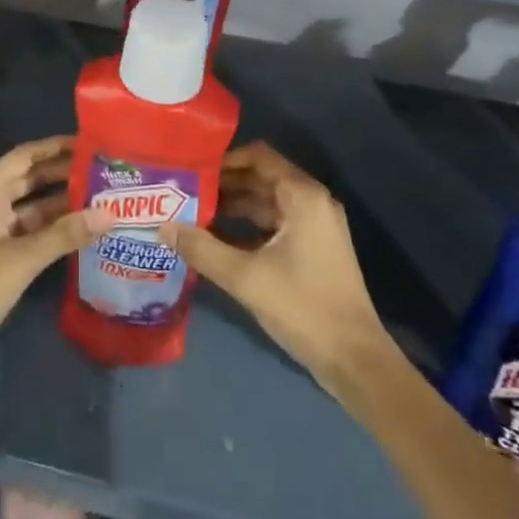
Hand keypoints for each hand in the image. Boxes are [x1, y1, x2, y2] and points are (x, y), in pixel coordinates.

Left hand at [0, 136, 111, 415]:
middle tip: (101, 169)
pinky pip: (28, 227)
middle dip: (62, 173)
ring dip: (60, 201)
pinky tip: (80, 229)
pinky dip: (51, 226)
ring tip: (99, 196)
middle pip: (28, 177)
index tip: (88, 143)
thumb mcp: (24, 259)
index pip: (24, 156)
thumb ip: (66, 234)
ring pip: (31, 205)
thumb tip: (109, 213)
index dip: (54, 147)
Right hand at [161, 142, 388, 402]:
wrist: (356, 362)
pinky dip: (247, 228)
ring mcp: (315, 227)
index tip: (193, 168)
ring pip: (266, 203)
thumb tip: (162, 227)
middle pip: (261, 178)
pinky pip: (274, 225)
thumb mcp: (246, 277)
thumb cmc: (304, 307)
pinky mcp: (313, 250)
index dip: (225, 159)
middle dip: (224, 184)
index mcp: (302, 196)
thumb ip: (203, 249)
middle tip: (185, 191)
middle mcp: (311, 202)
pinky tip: (217, 242)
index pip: (258, 156)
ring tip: (193, 214)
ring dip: (233, 207)